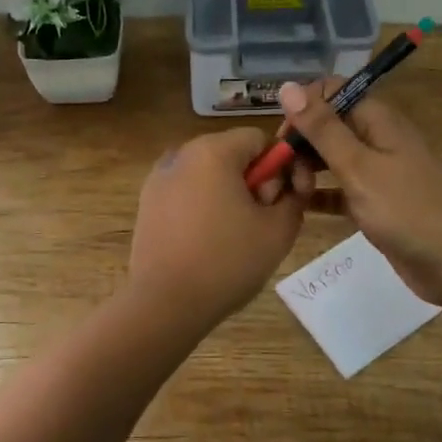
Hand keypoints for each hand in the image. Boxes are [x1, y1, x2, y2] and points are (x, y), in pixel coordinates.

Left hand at [127, 128, 312, 328]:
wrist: (165, 303)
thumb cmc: (227, 261)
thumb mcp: (279, 230)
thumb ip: (295, 196)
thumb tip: (291, 183)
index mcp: (213, 150)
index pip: (259, 138)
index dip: (279, 166)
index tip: (280, 201)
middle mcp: (182, 153)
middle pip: (232, 153)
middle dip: (253, 181)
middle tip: (259, 222)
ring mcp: (159, 177)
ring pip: (208, 173)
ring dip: (228, 194)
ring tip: (233, 236)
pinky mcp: (147, 201)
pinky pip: (186, 191)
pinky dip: (202, 205)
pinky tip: (206, 241)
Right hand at [276, 79, 441, 304]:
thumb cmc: (407, 208)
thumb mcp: (358, 166)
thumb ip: (322, 128)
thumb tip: (288, 86)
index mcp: (377, 120)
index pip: (331, 93)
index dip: (303, 109)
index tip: (282, 139)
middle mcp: (377, 139)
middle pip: (327, 126)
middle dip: (300, 144)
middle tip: (282, 174)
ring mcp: (377, 172)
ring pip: (331, 159)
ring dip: (306, 169)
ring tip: (289, 193)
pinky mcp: (375, 202)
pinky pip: (339, 189)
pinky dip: (320, 194)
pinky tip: (298, 208)